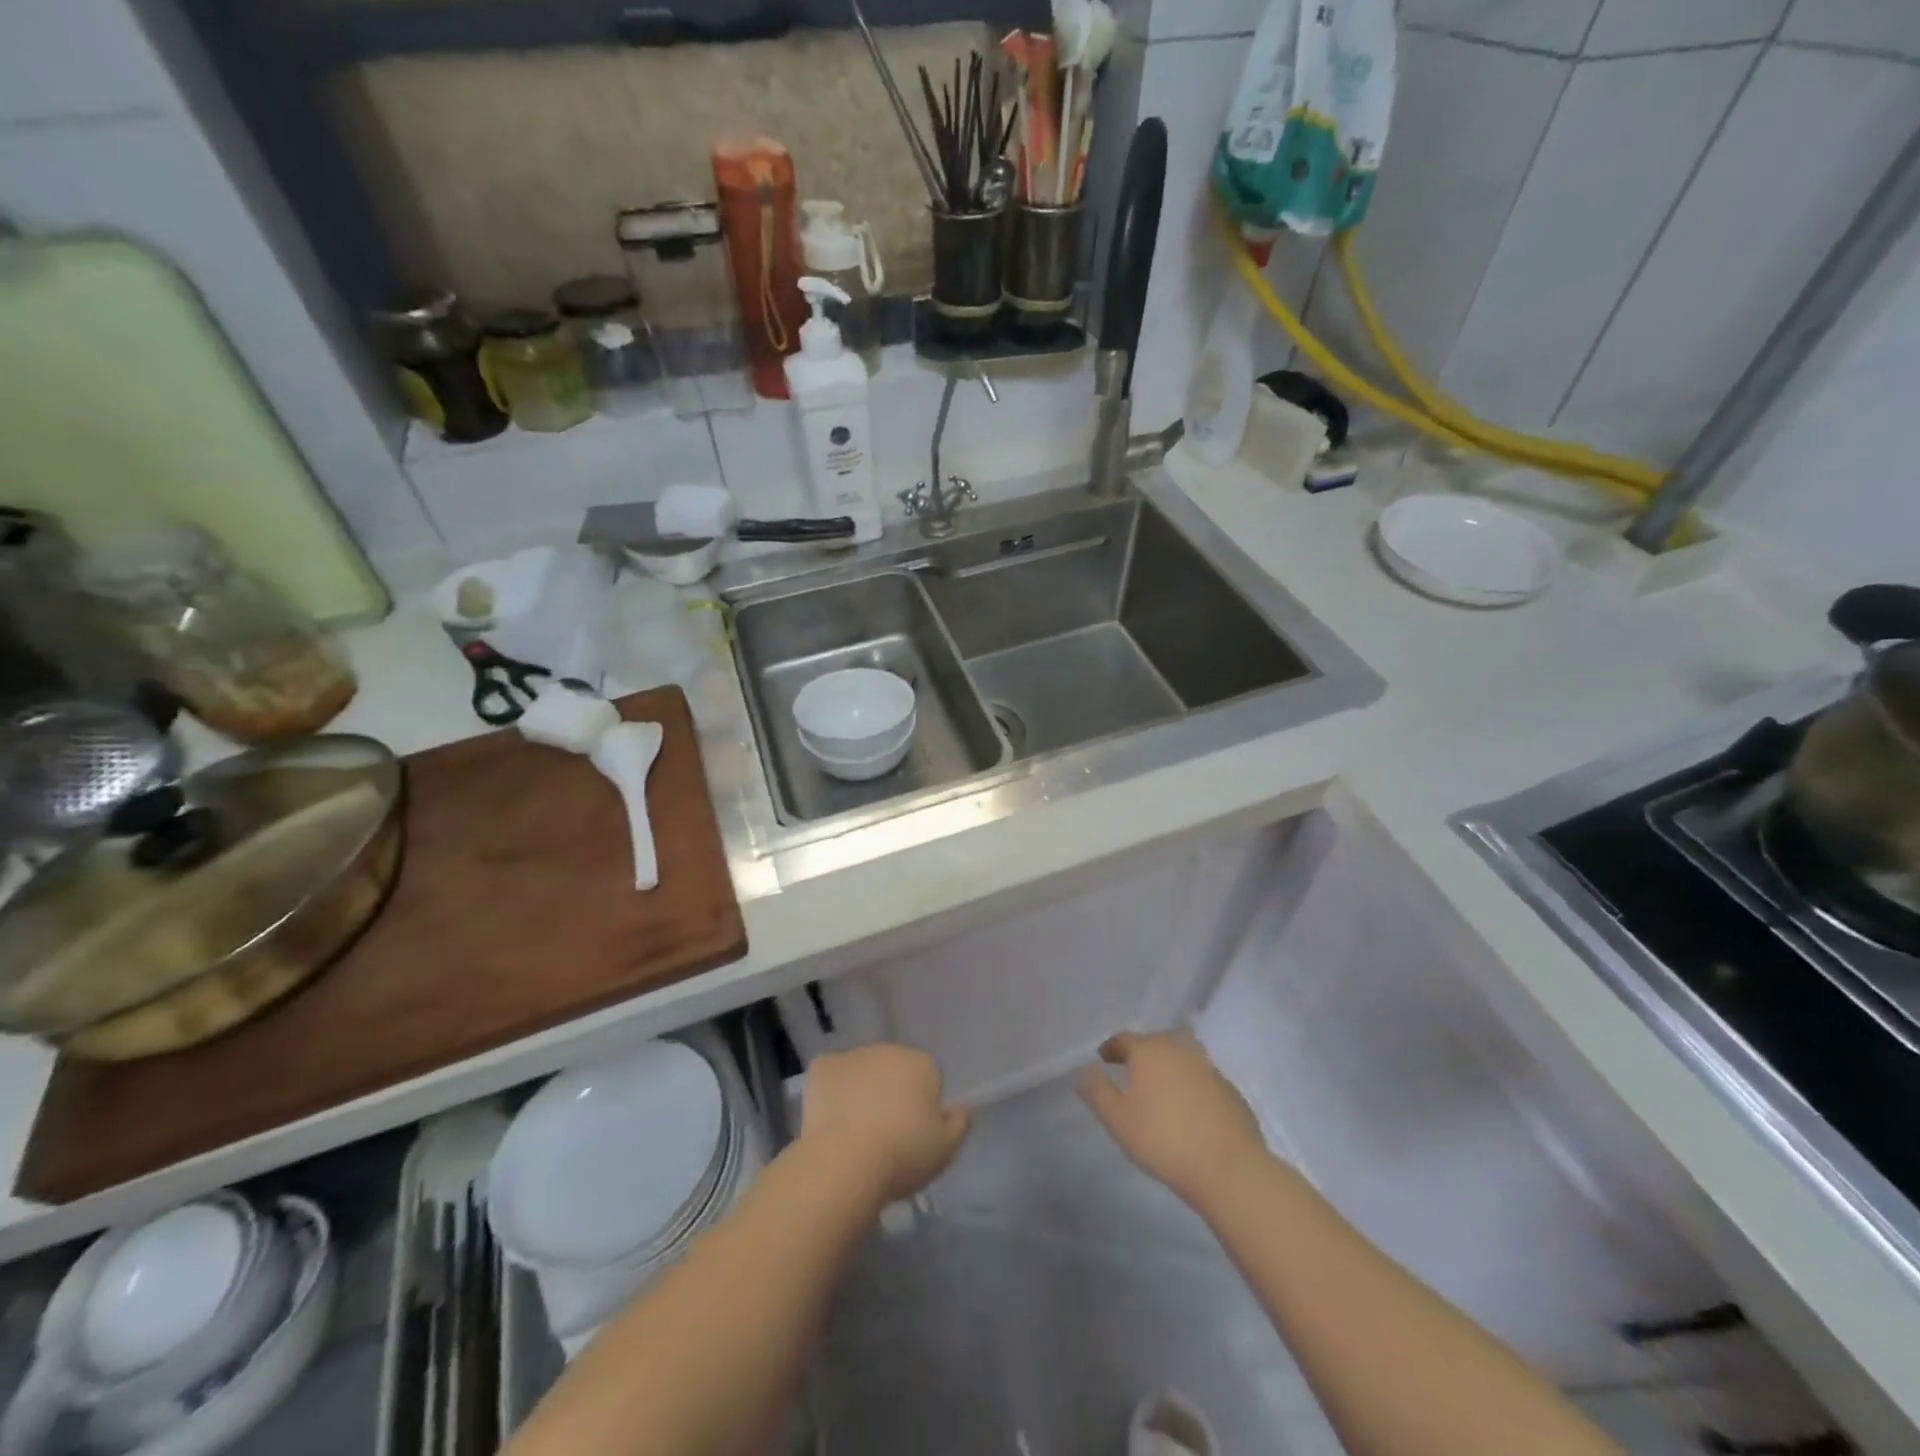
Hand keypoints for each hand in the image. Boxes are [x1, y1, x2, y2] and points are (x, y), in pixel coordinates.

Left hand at [800, 1045, 971, 1202]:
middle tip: (883, 1132)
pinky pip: (831, 1075)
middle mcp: (889, 1049)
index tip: (913, 1133)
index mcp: (922, 1063)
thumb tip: (962, 1108)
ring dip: (861, 1089)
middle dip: (890, 1092)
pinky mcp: (822, 1066)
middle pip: (893, 1069)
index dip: (920, 1106)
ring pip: (861, 1070)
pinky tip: (830, 1118)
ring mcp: (853, 1055)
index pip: (926, 1078)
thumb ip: (959, 1124)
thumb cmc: (903, 1155)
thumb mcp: (945, 1149)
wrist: (846, 1161)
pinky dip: (831, 1090)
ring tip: (854, 1130)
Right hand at [1078, 1031, 1267, 1207]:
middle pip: (1156, 1043)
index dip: (1112, 1048)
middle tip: (1133, 1073)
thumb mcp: (1117, 1119)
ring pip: (1183, 1059)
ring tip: (1162, 1090)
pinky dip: (1192, 1087)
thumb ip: (1097, 1092)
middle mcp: (1180, 1050)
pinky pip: (1203, 1081)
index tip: (1104, 1058)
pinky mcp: (1231, 1091)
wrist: (1228, 1167)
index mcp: (1150, 1051)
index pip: (1124, 1039)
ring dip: (1170, 1069)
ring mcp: (1210, 1069)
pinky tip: (1190, 1110)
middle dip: (1142, 1055)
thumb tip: (1083, 1071)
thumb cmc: (1163, 1139)